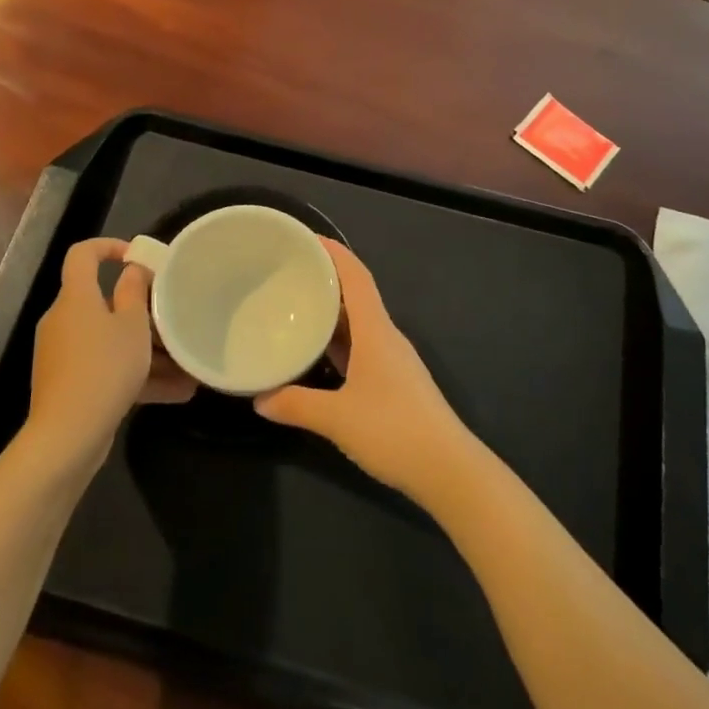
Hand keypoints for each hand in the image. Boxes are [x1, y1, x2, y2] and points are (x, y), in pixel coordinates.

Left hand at [27, 239, 194, 472]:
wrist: (66, 437)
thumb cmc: (104, 368)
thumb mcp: (132, 326)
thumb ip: (135, 292)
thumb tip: (133, 270)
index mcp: (75, 297)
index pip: (82, 254)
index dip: (108, 246)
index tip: (137, 256)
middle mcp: (64, 320)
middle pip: (103, 302)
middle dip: (141, 311)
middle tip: (173, 320)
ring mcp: (63, 354)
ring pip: (109, 340)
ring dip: (146, 350)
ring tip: (185, 366)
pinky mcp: (68, 384)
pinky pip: (106, 368)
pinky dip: (135, 375)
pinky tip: (175, 393)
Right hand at [256, 240, 474, 501]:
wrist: (449, 470)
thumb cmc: (394, 431)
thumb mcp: (337, 418)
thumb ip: (296, 405)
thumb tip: (258, 399)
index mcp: (376, 330)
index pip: (356, 276)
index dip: (333, 252)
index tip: (306, 238)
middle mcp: (386, 336)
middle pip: (356, 295)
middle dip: (326, 279)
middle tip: (289, 272)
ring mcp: (393, 360)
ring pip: (359, 323)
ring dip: (332, 311)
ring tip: (297, 306)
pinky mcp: (395, 382)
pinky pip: (362, 346)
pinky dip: (339, 341)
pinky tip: (319, 354)